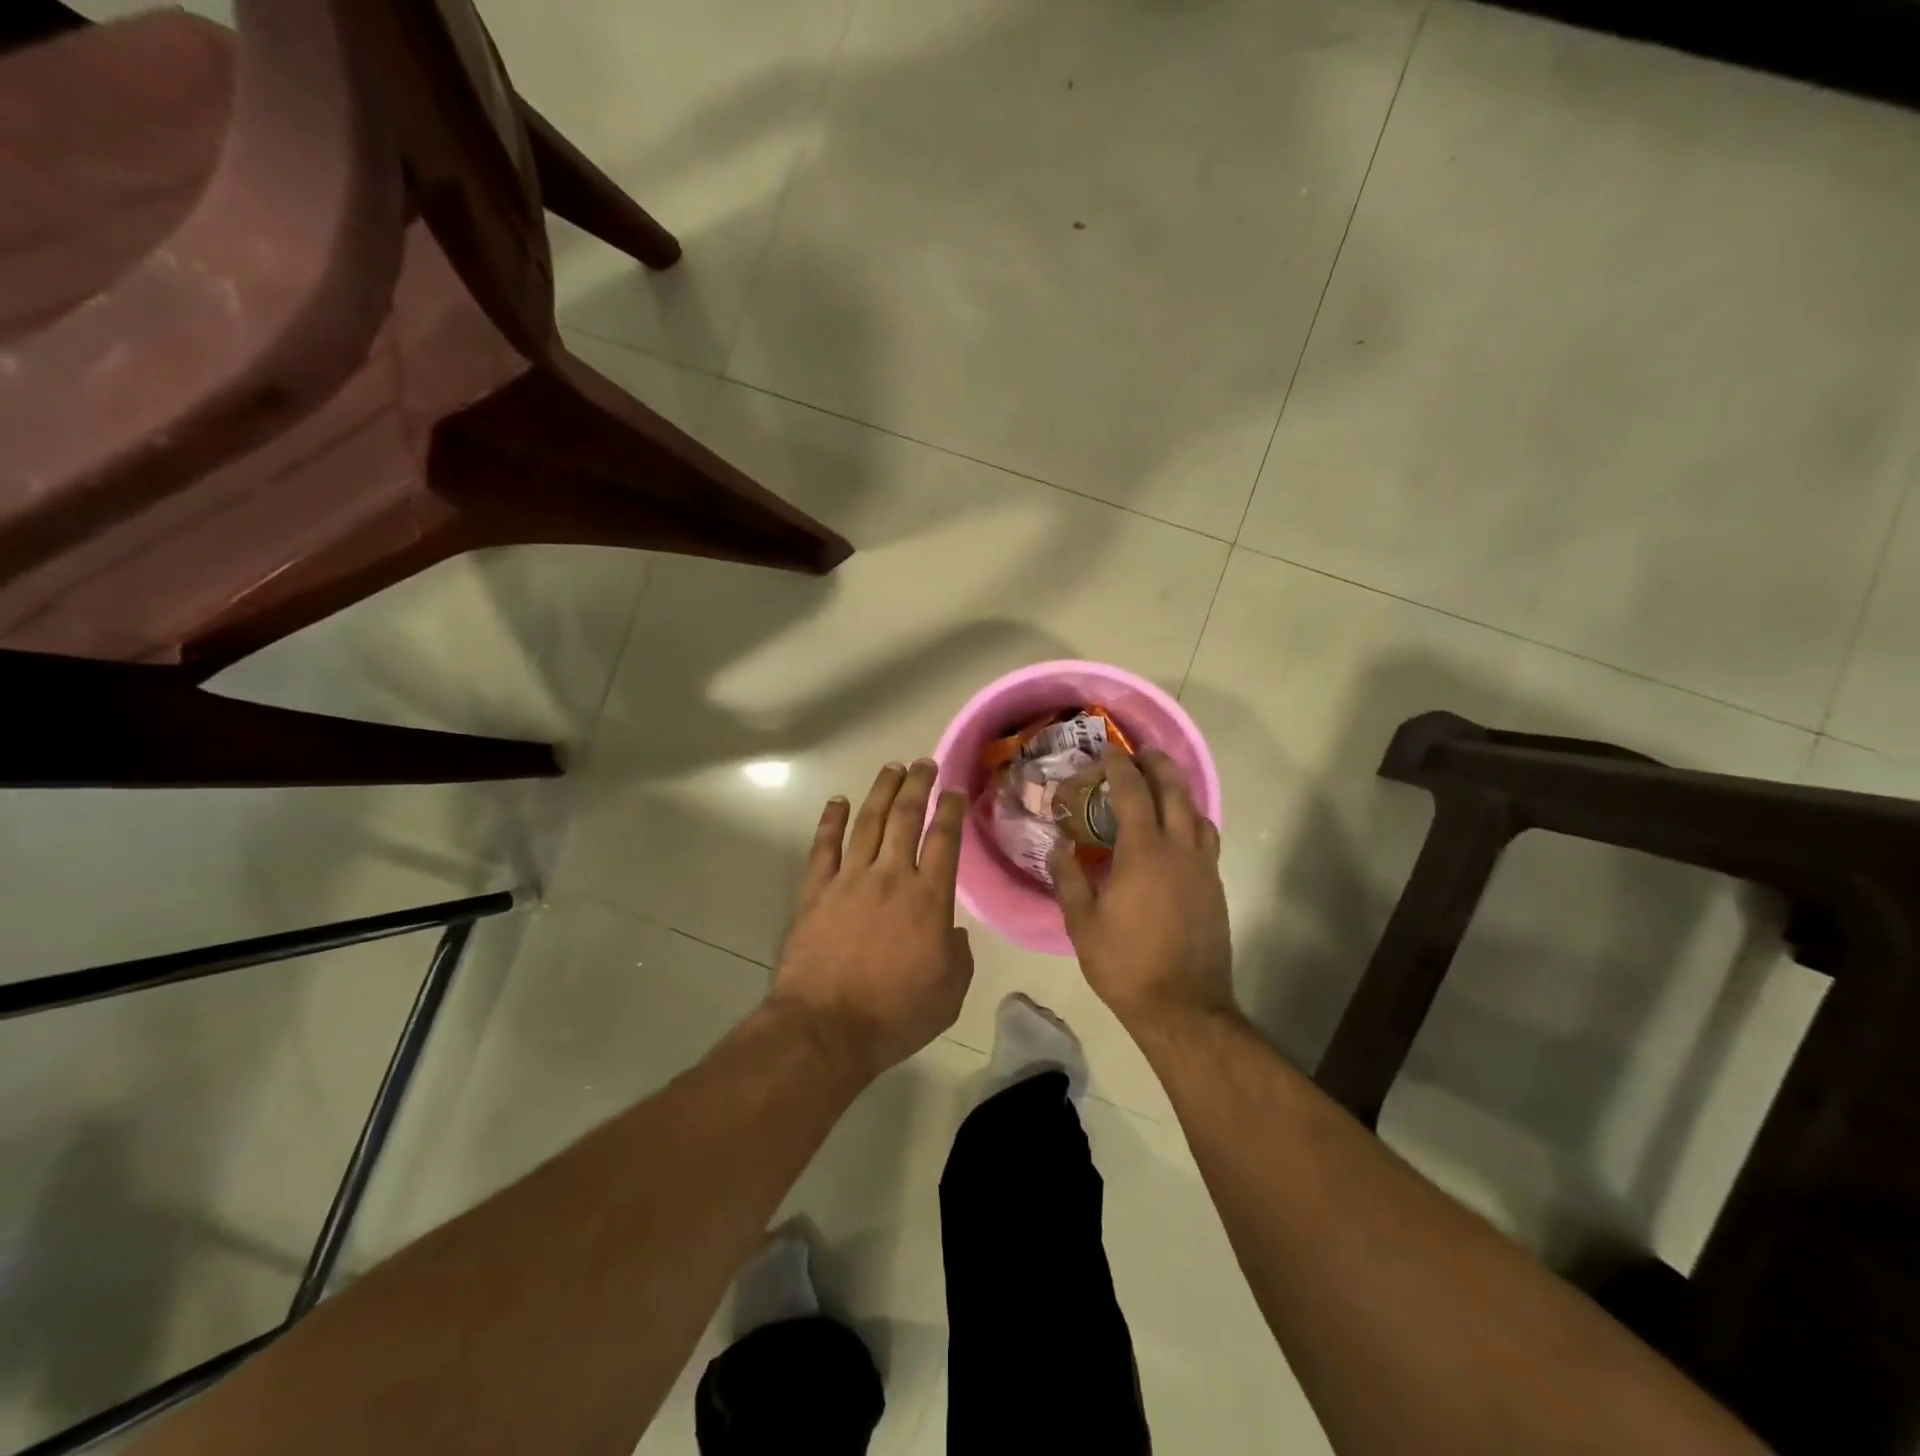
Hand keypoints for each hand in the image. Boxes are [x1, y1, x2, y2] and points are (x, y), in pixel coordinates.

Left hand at [769, 759, 973, 1079]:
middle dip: (918, 785)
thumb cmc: (895, 1015)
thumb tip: (953, 931)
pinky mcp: (816, 891)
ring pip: (869, 822)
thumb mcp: (949, 993)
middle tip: (925, 763)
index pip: (944, 840)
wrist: (826, 1028)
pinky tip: (838, 801)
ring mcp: (850, 879)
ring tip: (892, 767)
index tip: (955, 791)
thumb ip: (958, 955)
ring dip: (882, 791)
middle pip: (906, 817)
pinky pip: (824, 846)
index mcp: (929, 898)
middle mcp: (891, 876)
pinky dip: (831, 820)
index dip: (951, 810)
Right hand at [1051, 749, 1233, 1029]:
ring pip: (1197, 813)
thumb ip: (1069, 879)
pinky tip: (1177, 834)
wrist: (1184, 1007)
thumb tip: (1057, 848)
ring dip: (1179, 791)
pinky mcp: (1215, 888)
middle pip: (1175, 791)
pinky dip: (1191, 821)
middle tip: (1141, 754)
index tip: (1107, 753)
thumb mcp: (1083, 923)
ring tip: (1161, 787)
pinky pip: (1206, 839)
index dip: (1118, 767)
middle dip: (1157, 765)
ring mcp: (1203, 868)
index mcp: (1144, 852)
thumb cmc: (1126, 964)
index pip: (1133, 793)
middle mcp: (1179, 850)